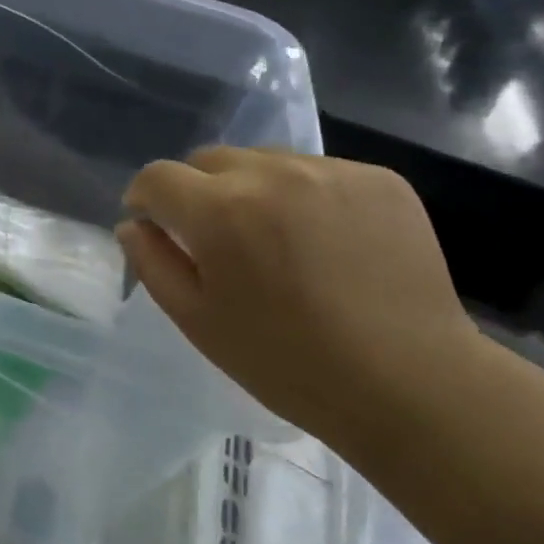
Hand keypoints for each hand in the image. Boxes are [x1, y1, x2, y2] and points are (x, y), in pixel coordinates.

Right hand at [117, 147, 480, 448]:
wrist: (411, 384)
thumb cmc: (286, 362)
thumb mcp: (198, 321)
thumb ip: (153, 263)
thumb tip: (133, 224)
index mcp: (219, 210)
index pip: (157, 177)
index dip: (145, 199)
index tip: (154, 225)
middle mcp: (272, 173)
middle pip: (208, 159)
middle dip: (196, 191)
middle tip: (217, 240)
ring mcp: (331, 171)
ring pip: (264, 161)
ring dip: (251, 189)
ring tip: (276, 240)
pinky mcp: (379, 179)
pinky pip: (317, 173)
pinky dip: (305, 197)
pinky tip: (325, 243)